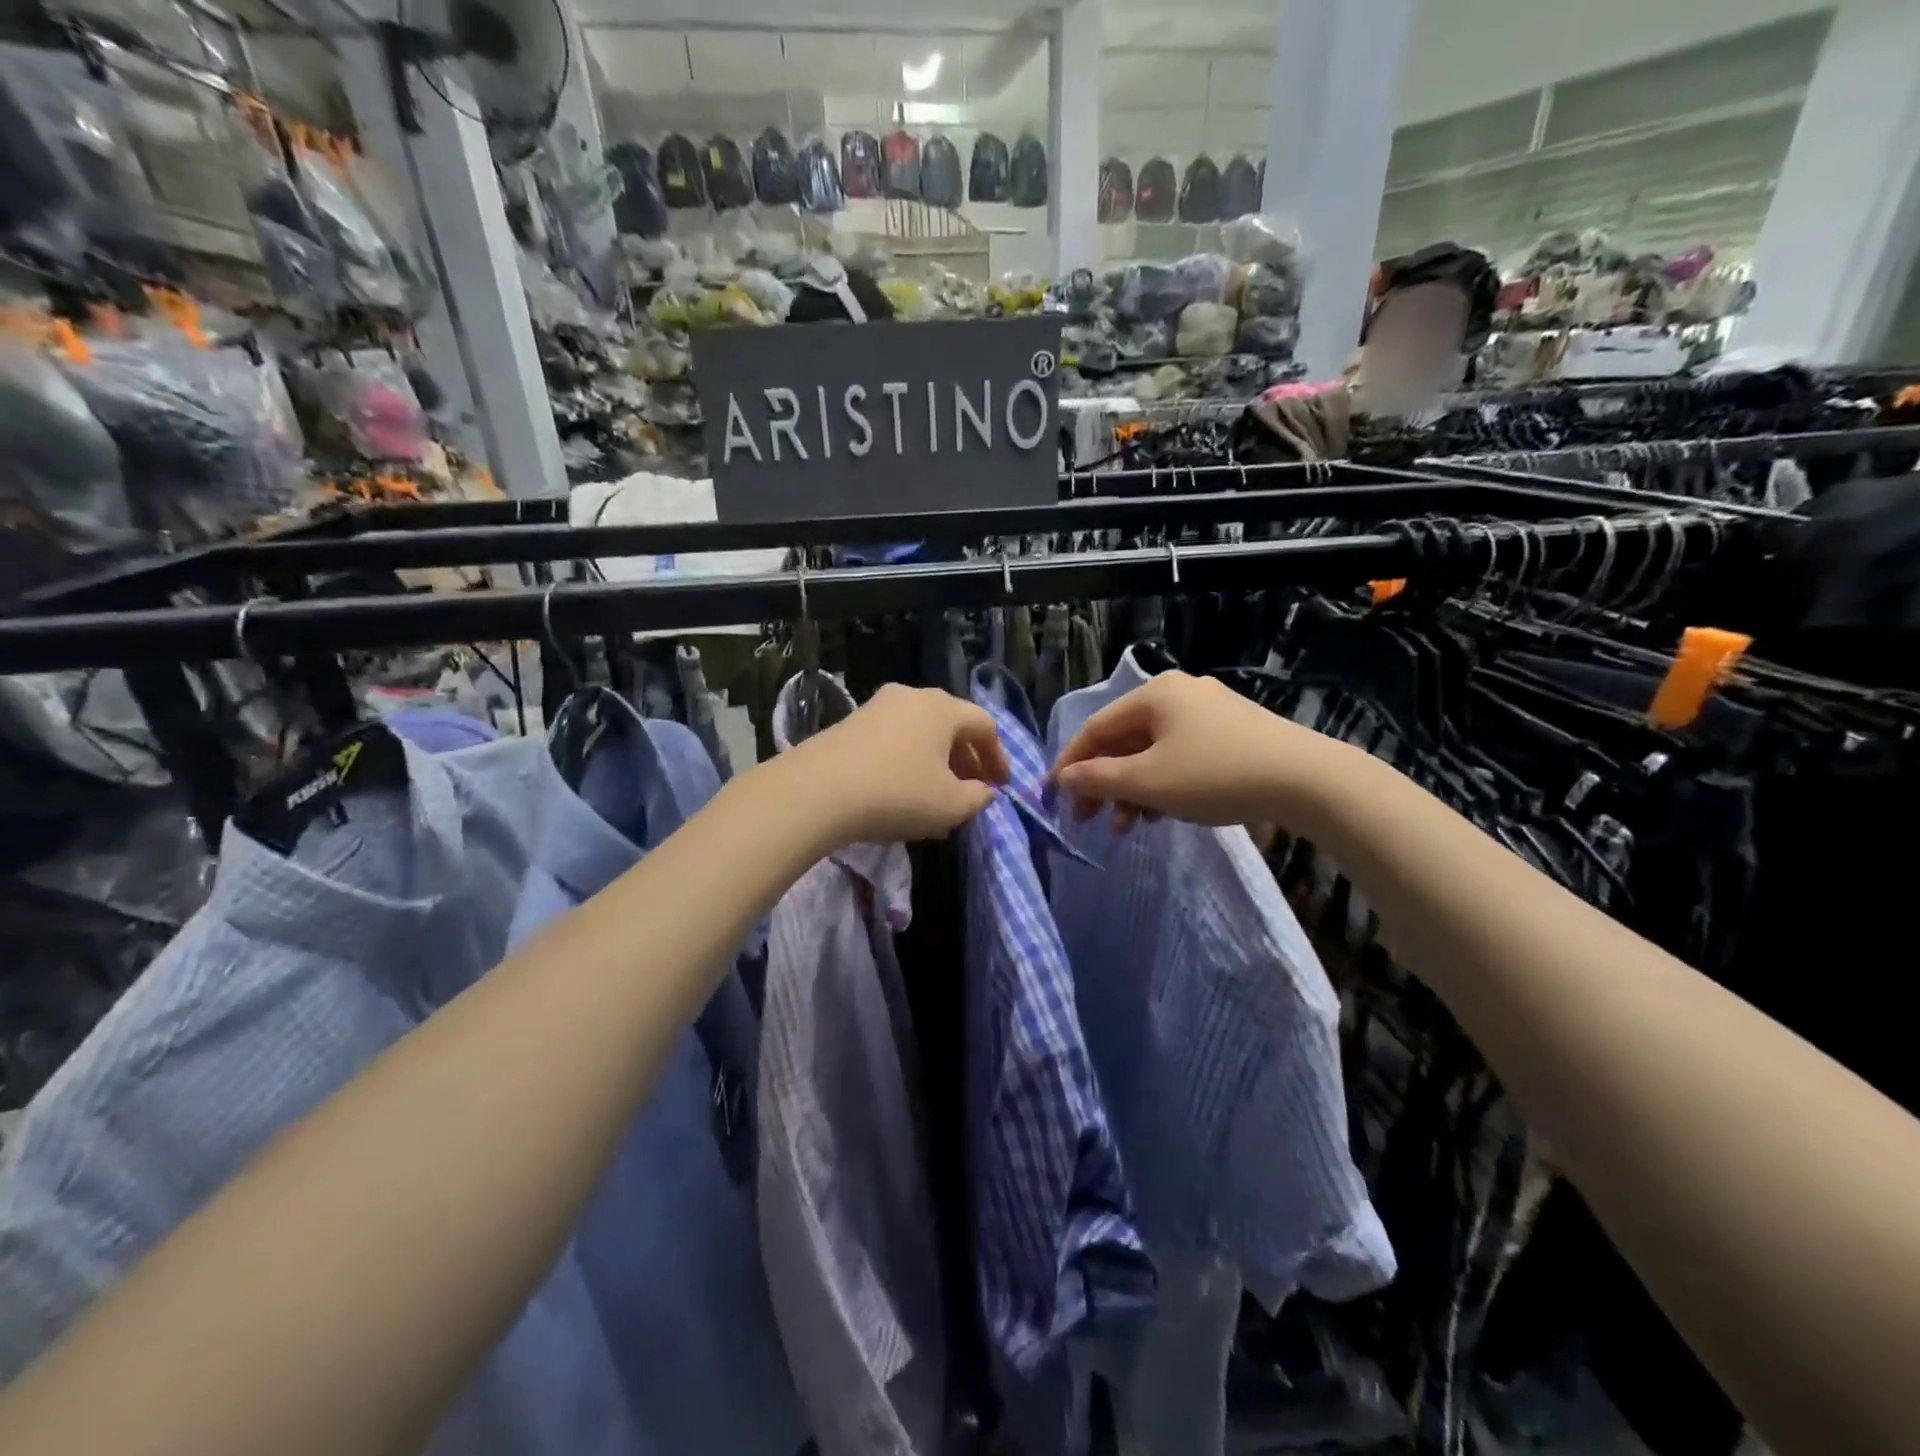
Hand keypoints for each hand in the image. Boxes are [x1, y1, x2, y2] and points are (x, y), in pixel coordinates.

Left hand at [788, 683, 1009, 844]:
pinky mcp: (850, 725)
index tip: (1002, 787)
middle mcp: (911, 697)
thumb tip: (984, 791)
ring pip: (920, 733)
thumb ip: (977, 797)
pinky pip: (894, 740)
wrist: (816, 791)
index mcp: (942, 708)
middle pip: (951, 725)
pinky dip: (908, 762)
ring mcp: (876, 707)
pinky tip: (903, 792)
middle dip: (967, 760)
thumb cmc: (897, 793)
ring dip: (936, 763)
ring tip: (938, 797)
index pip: (984, 726)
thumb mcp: (950, 805)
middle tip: (973, 790)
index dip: (999, 757)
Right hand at [1050, 670, 1343, 832]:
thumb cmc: (1216, 776)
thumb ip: (1099, 779)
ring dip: (1133, 789)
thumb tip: (1064, 778)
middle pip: (1124, 740)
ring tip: (1127, 827)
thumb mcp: (1149, 781)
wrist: (1308, 781)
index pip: (1096, 728)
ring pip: (1153, 751)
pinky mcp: (1233, 733)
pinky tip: (1161, 813)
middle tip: (1089, 820)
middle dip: (1103, 783)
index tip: (1053, 798)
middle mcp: (1180, 694)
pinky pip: (1180, 756)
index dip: (1070, 764)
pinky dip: (1163, 783)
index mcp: (1155, 694)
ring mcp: (1210, 712)